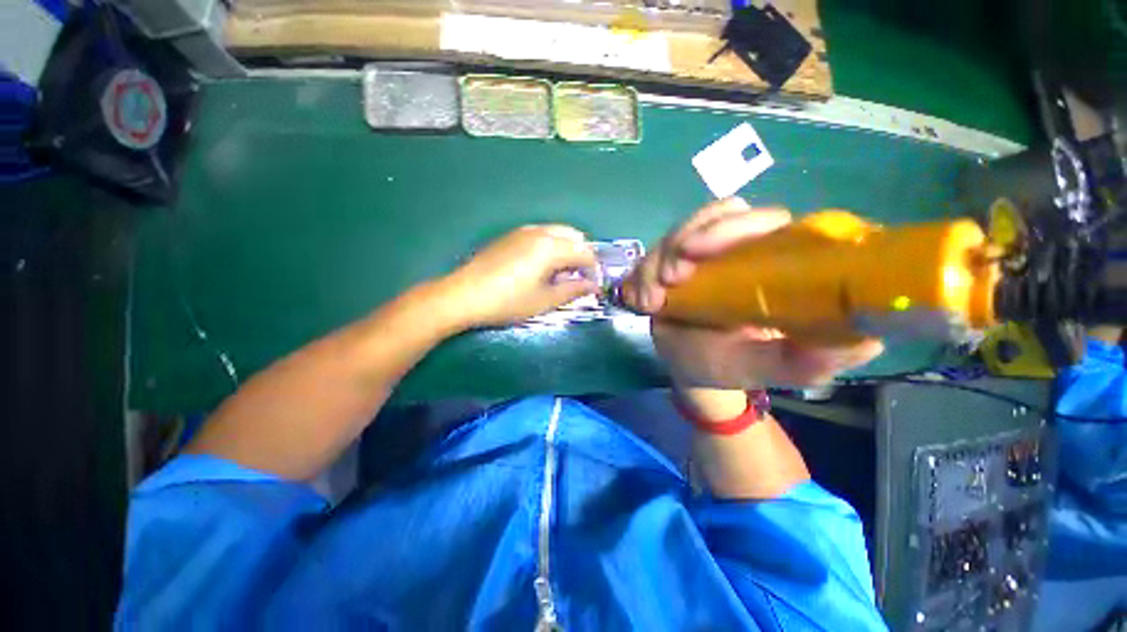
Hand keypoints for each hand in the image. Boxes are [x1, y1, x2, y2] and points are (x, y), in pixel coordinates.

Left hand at [442, 225, 598, 327]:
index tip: (593, 286)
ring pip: (557, 233)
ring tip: (560, 274)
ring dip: (567, 250)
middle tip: (577, 279)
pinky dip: (551, 246)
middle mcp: (540, 232)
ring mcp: (523, 231)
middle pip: (573, 236)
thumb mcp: (544, 301)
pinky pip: (541, 235)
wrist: (463, 295)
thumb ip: (572, 290)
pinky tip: (541, 267)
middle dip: (582, 256)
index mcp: (551, 247)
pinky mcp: (510, 236)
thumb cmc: (507, 301)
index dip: (593, 270)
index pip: (585, 252)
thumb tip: (593, 286)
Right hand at [622, 198, 882, 388]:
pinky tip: (640, 300)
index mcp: (776, 263)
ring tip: (650, 299)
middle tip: (669, 278)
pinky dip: (642, 273)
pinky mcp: (673, 263)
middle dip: (685, 240)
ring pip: (680, 232)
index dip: (731, 228)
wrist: (693, 368)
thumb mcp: (775, 368)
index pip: (765, 221)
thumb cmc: (736, 366)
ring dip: (658, 260)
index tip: (696, 254)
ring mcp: (703, 255)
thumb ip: (812, 359)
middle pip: (717, 215)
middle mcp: (741, 249)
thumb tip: (867, 336)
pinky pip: (654, 254)